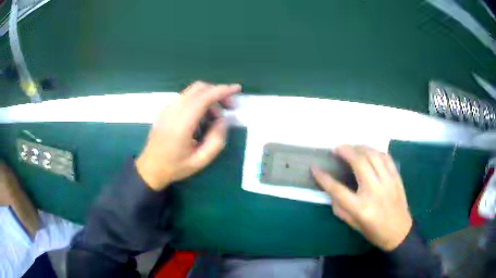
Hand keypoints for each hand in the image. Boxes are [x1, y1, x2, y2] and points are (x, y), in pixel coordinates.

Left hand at [136, 81, 240, 190]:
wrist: (150, 167)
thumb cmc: (175, 167)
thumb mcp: (201, 161)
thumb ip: (216, 140)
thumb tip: (222, 120)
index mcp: (182, 124)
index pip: (204, 97)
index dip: (222, 90)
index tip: (237, 89)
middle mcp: (173, 110)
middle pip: (199, 88)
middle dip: (217, 92)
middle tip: (229, 107)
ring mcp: (167, 108)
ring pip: (192, 91)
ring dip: (208, 97)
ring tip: (214, 118)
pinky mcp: (165, 109)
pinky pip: (186, 97)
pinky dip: (198, 101)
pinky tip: (201, 118)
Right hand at [312, 145, 411, 250]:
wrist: (399, 231)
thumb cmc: (374, 231)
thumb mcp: (353, 224)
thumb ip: (340, 207)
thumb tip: (332, 191)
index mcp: (360, 208)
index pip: (337, 189)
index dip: (323, 177)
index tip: (314, 167)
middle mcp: (374, 191)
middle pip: (359, 163)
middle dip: (345, 151)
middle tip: (337, 148)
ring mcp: (388, 182)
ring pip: (373, 155)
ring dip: (360, 147)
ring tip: (352, 147)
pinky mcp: (396, 177)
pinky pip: (386, 157)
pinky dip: (375, 151)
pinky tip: (369, 152)